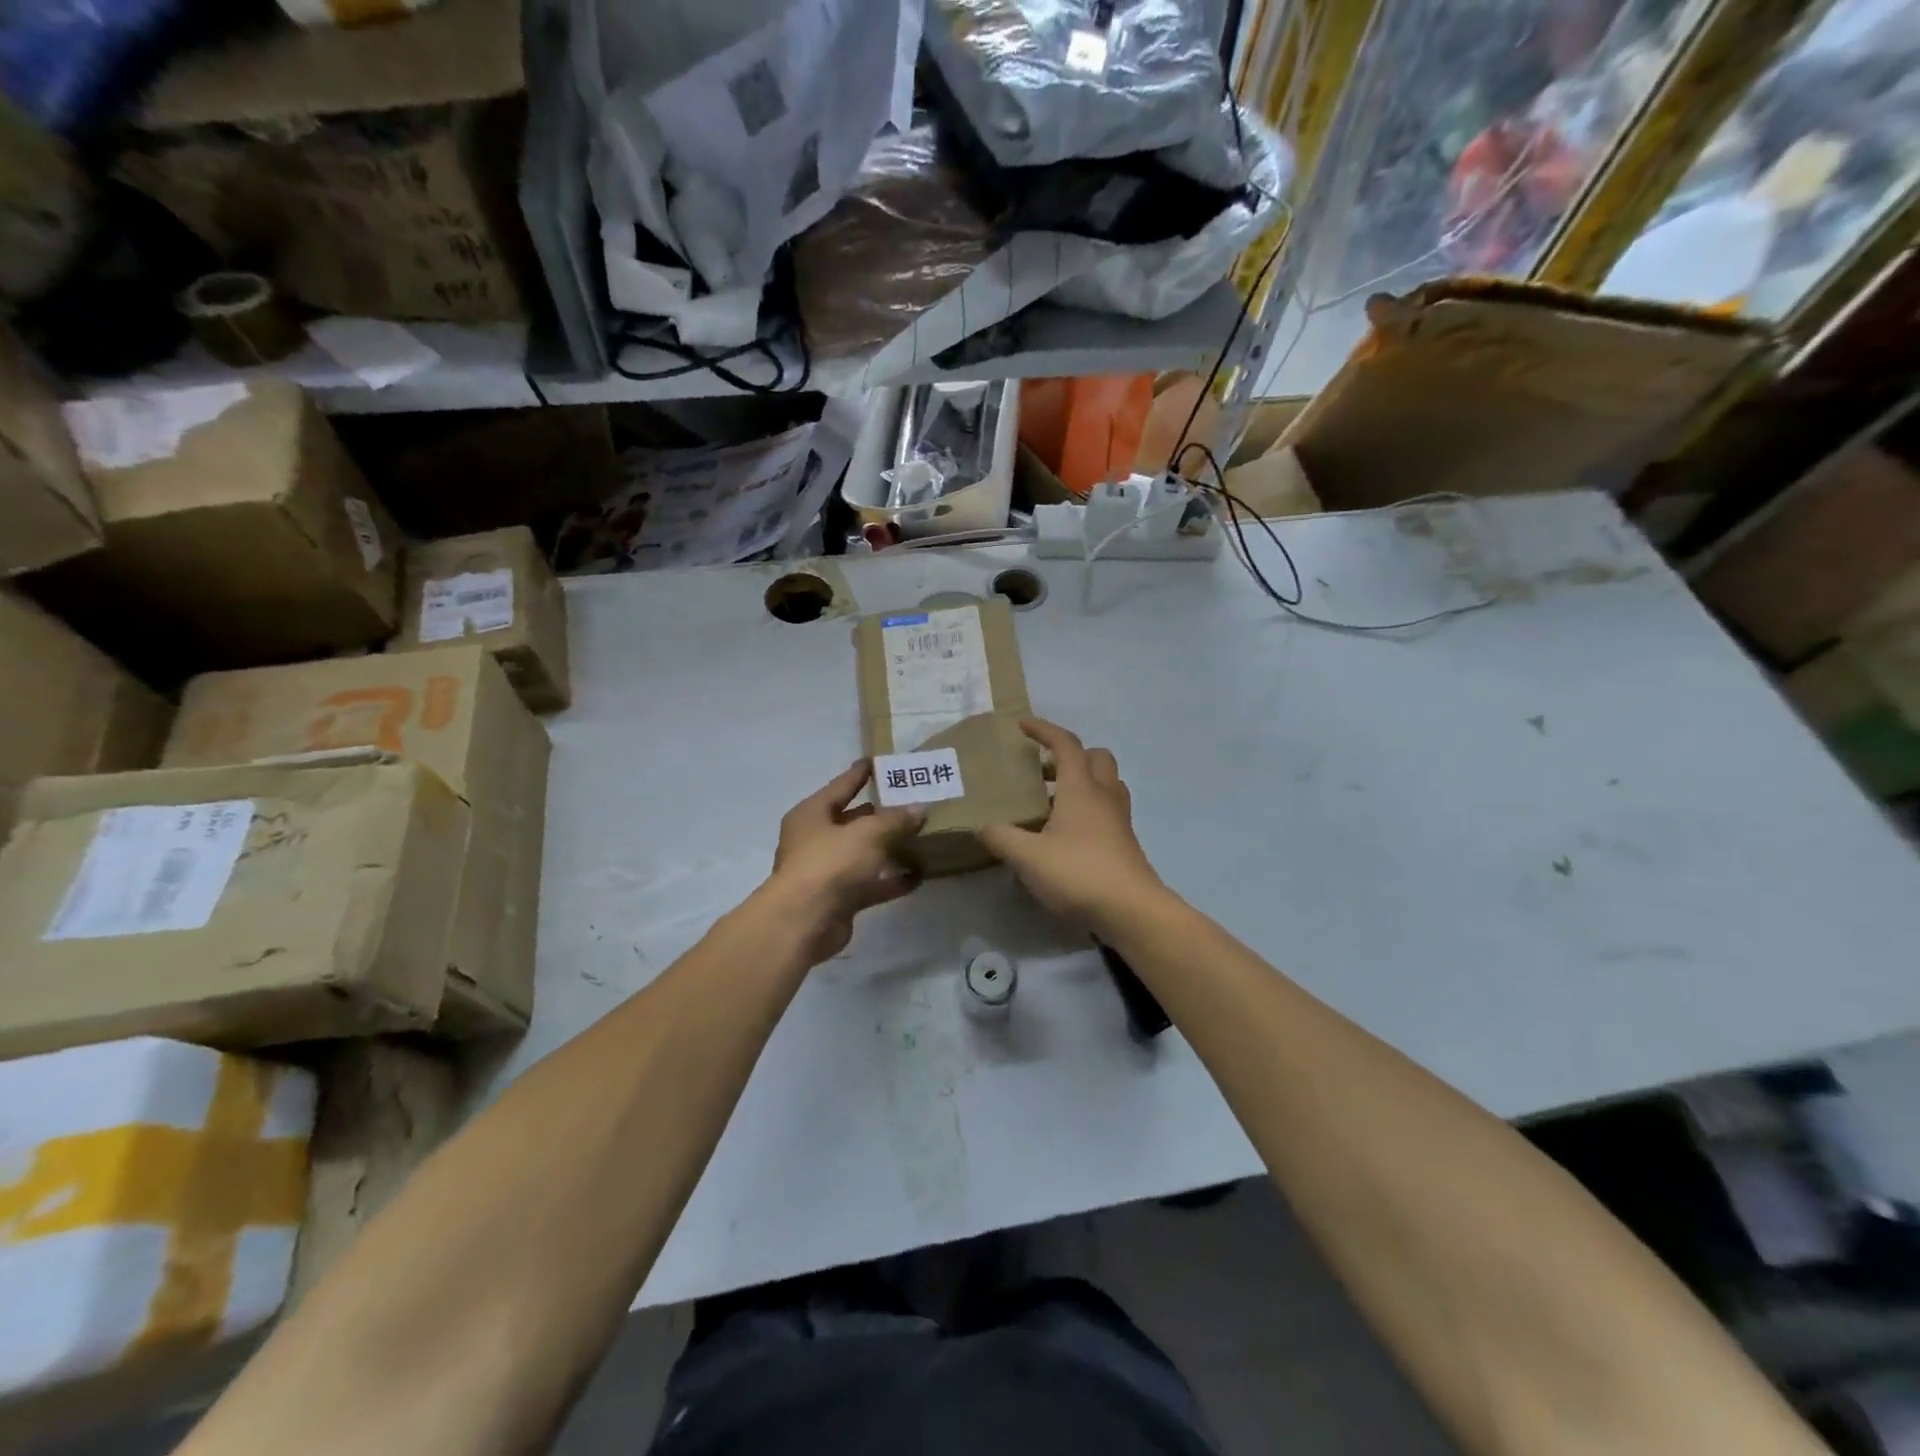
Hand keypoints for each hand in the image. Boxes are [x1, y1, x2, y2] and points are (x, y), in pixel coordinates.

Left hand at [766, 762, 924, 962]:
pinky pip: (870, 883)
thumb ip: (896, 820)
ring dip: (890, 849)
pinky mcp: (839, 899)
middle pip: (853, 821)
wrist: (803, 922)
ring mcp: (826, 871)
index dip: (860, 774)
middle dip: (882, 814)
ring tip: (923, 838)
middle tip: (913, 802)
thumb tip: (920, 808)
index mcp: (812, 814)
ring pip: (864, 854)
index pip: (841, 786)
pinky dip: (891, 880)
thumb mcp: (868, 834)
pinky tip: (918, 876)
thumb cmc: (830, 863)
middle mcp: (815, 840)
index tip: (878, 761)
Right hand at [976, 719, 1162, 928]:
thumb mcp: (1028, 857)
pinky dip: (1088, 809)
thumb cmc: (1078, 872)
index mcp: (1081, 788)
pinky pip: (1107, 810)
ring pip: (1106, 784)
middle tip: (1043, 770)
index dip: (1044, 730)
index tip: (1023, 726)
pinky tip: (1066, 834)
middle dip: (1070, 756)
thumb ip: (1001, 838)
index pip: (1065, 745)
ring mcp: (1119, 820)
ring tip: (1052, 802)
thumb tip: (980, 827)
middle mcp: (1103, 796)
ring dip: (1082, 782)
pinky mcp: (1124, 843)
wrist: (1131, 910)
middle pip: (1096, 758)